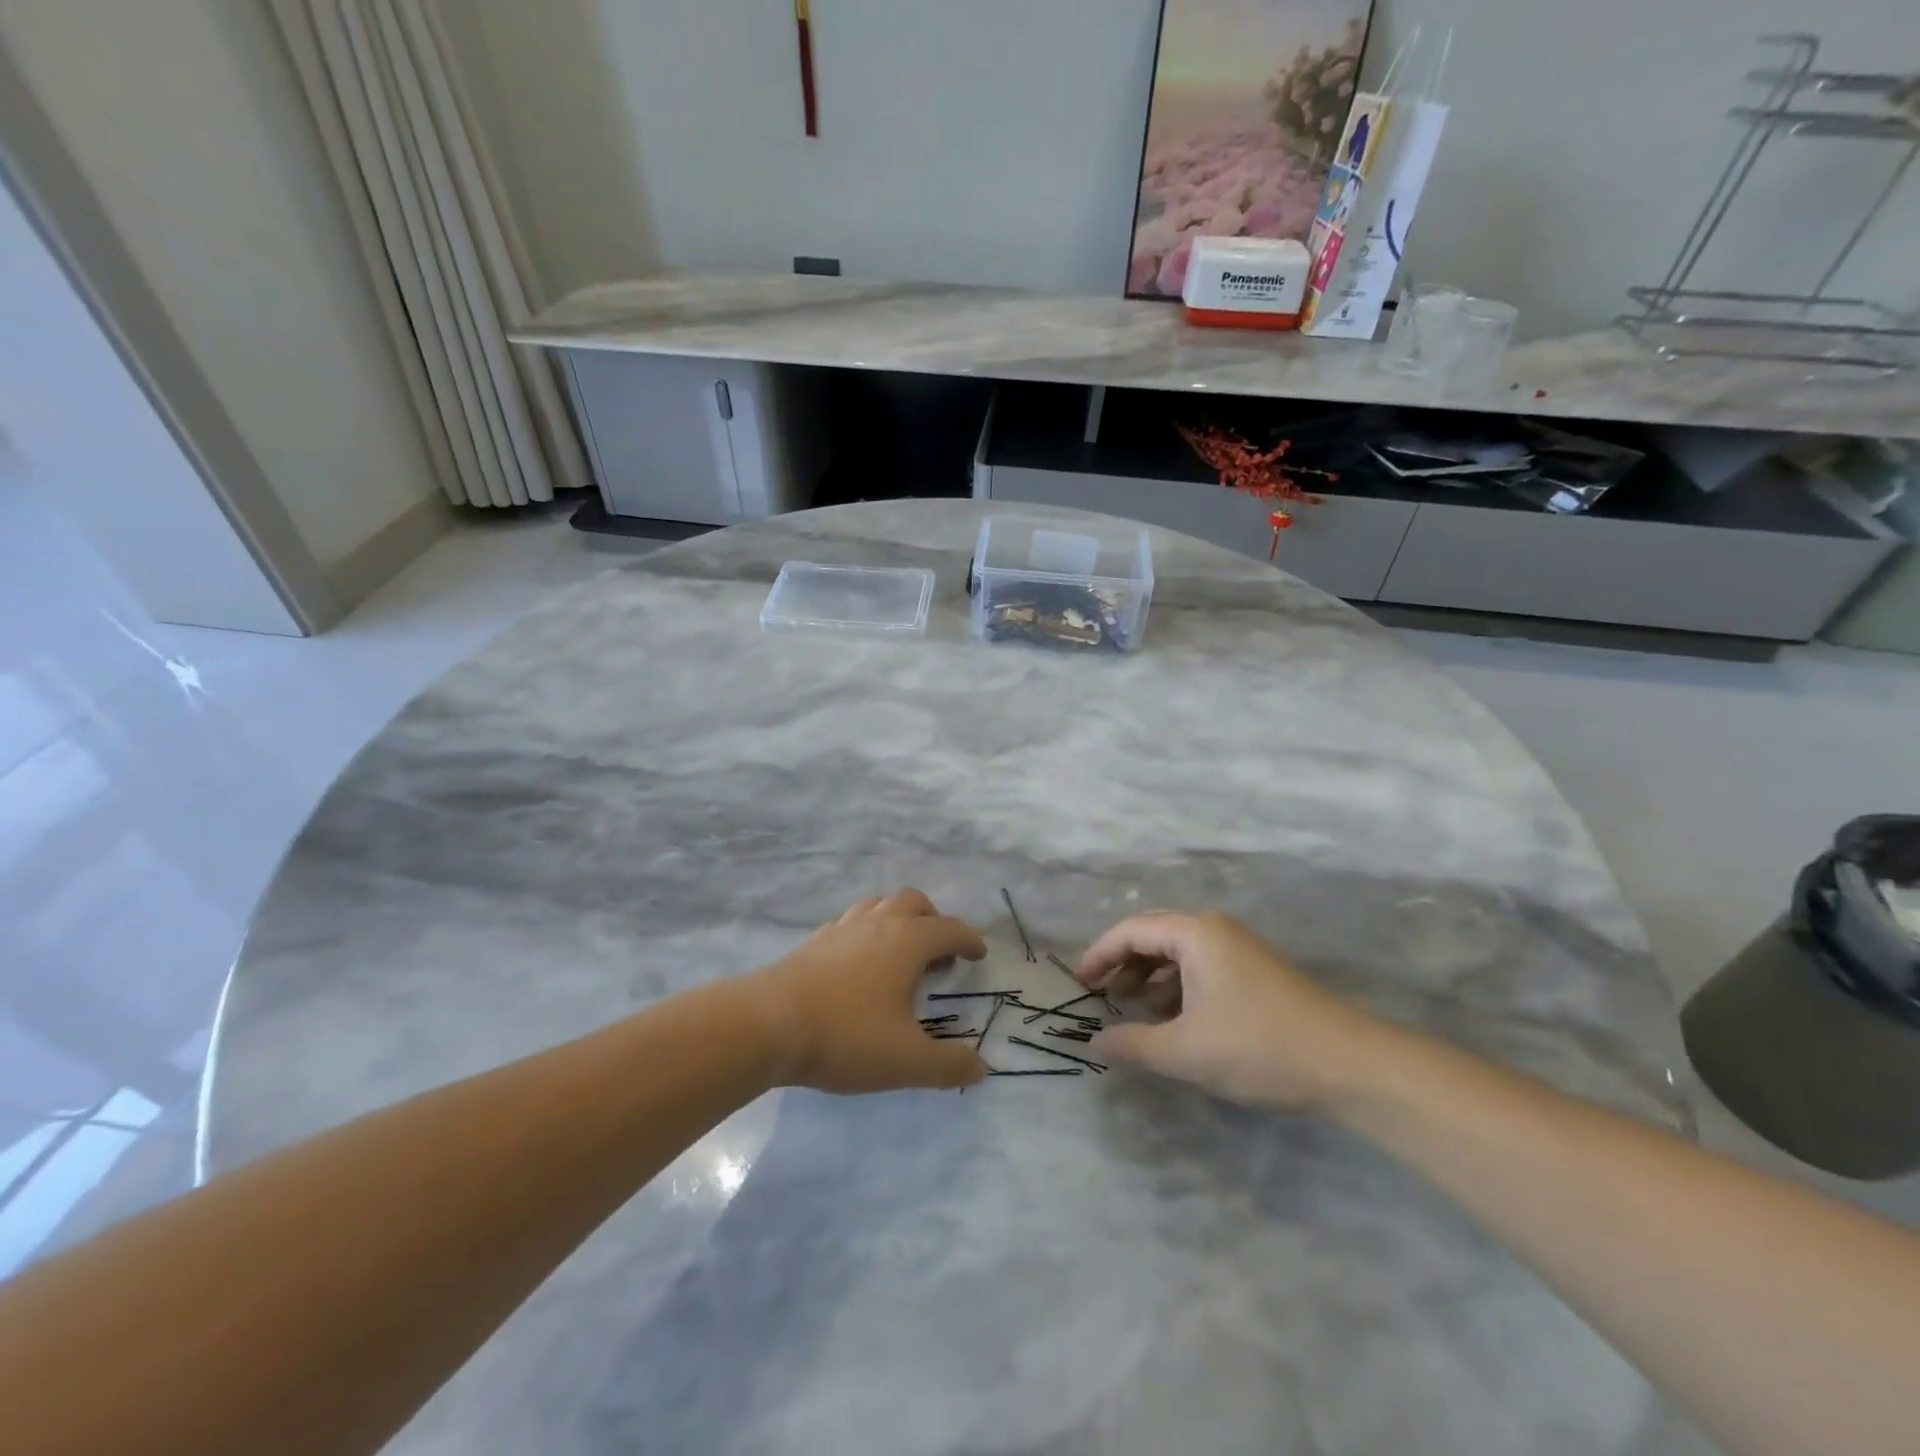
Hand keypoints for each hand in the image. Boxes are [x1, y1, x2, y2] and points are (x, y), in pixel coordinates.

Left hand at [748, 889, 988, 1093]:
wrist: (767, 1024)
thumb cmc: (846, 1036)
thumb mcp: (906, 1061)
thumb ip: (948, 1065)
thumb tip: (980, 1068)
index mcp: (907, 942)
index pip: (949, 929)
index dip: (968, 940)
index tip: (978, 954)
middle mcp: (878, 924)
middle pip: (914, 902)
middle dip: (933, 921)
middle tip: (939, 954)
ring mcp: (842, 928)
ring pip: (879, 905)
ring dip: (898, 921)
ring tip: (900, 955)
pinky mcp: (814, 942)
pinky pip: (850, 923)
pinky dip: (866, 934)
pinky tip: (859, 965)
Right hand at [1076, 911, 1386, 1110]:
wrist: (1350, 1065)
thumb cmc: (1258, 1047)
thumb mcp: (1185, 1051)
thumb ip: (1133, 1045)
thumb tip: (1093, 1045)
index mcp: (1195, 933)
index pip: (1131, 930)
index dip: (1100, 954)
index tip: (1080, 983)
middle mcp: (1215, 929)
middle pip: (1154, 935)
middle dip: (1124, 963)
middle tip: (1102, 994)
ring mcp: (1240, 948)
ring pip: (1180, 953)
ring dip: (1152, 978)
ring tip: (1136, 1011)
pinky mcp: (1257, 971)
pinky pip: (1202, 967)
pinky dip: (1179, 987)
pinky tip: (1176, 1020)